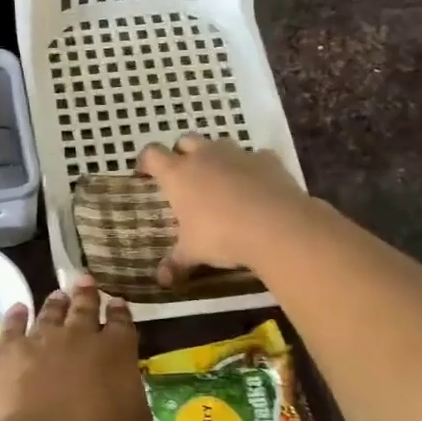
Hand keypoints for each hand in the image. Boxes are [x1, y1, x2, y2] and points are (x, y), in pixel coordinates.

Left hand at [0, 275, 151, 420]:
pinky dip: (16, 315)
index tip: (117, 302)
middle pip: (84, 308)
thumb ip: (131, 399)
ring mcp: (40, 340)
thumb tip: (124, 390)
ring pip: (49, 312)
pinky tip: (17, 309)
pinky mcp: (6, 352)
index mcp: (116, 353)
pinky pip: (11, 325)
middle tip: (85, 280)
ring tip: (57, 295)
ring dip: (55, 302)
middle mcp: (79, 337)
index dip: (119, 312)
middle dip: (86, 293)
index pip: (121, 324)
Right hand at [135, 134, 313, 285]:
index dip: (146, 162)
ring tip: (220, 181)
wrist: (276, 225)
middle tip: (184, 176)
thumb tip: (162, 280)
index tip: (145, 174)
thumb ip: (176, 263)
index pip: (152, 154)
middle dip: (182, 153)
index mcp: (178, 174)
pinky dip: (251, 168)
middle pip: (186, 140)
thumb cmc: (221, 236)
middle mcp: (205, 156)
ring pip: (220, 143)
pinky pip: (255, 157)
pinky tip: (255, 187)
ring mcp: (238, 154)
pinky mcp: (267, 159)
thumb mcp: (193, 253)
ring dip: (216, 157)